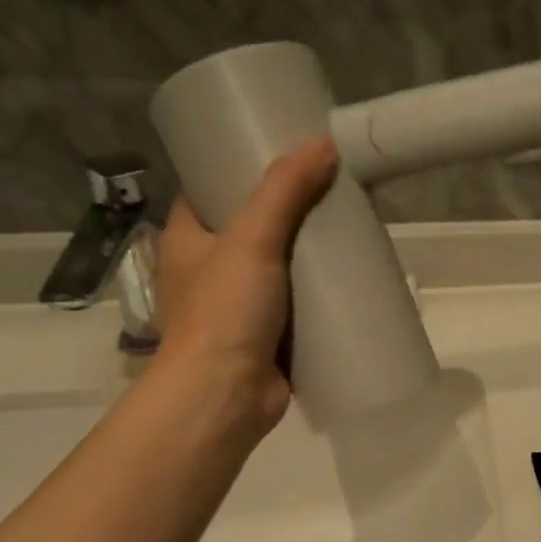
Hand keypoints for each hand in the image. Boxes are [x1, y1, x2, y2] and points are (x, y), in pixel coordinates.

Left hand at [152, 137, 338, 435]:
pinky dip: (320, 290)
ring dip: (310, 251)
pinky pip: (299, 301)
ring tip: (350, 225)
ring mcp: (240, 304)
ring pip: (280, 265)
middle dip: (291, 210)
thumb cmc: (224, 313)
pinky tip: (351, 275)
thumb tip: (323, 144)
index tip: (282, 152)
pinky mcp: (269, 334)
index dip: (240, 168)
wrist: (225, 397)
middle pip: (254, 225)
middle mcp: (211, 269)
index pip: (210, 190)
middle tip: (331, 187)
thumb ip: (285, 192)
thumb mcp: (251, 240)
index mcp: (189, 240)